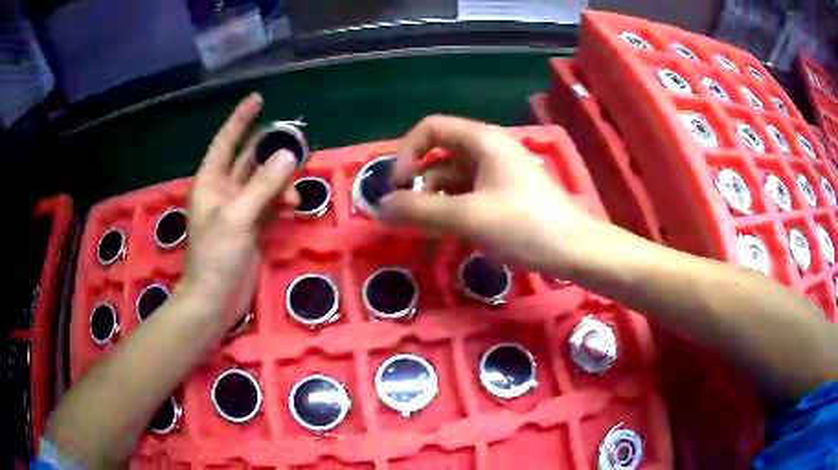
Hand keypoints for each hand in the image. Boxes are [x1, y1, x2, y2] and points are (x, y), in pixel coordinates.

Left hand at [180, 93, 299, 327]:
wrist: (216, 301)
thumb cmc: (216, 256)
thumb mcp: (237, 217)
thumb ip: (263, 185)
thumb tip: (289, 155)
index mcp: (211, 182)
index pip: (226, 142)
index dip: (241, 119)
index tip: (259, 99)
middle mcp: (224, 191)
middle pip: (248, 160)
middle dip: (269, 149)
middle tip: (295, 140)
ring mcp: (239, 210)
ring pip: (263, 182)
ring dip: (280, 180)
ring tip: (295, 189)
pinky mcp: (253, 227)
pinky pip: (271, 203)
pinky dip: (283, 201)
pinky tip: (294, 206)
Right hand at [379, 115, 600, 276]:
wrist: (574, 250)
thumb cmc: (524, 225)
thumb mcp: (468, 217)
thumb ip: (420, 211)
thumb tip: (380, 207)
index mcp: (482, 140)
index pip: (430, 128)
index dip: (407, 153)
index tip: (398, 187)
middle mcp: (489, 149)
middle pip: (439, 154)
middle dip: (418, 181)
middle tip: (407, 214)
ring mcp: (498, 172)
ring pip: (453, 177)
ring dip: (434, 199)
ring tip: (426, 229)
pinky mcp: (505, 193)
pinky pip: (468, 193)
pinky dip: (452, 208)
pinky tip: (448, 231)